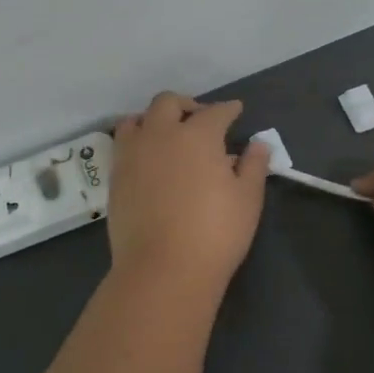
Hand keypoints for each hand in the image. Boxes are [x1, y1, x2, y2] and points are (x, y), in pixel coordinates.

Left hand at [107, 93, 269, 293]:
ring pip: (137, 120)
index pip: (215, 112)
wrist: (162, 269)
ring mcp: (132, 154)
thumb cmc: (215, 233)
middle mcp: (161, 134)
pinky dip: (137, 142)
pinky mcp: (115, 177)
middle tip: (199, 118)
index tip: (235, 110)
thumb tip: (258, 144)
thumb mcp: (247, 199)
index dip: (228, 109)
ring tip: (165, 134)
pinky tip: (147, 158)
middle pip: (168, 103)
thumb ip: (253, 165)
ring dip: (153, 119)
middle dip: (186, 105)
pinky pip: (123, 145)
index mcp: (198, 135)